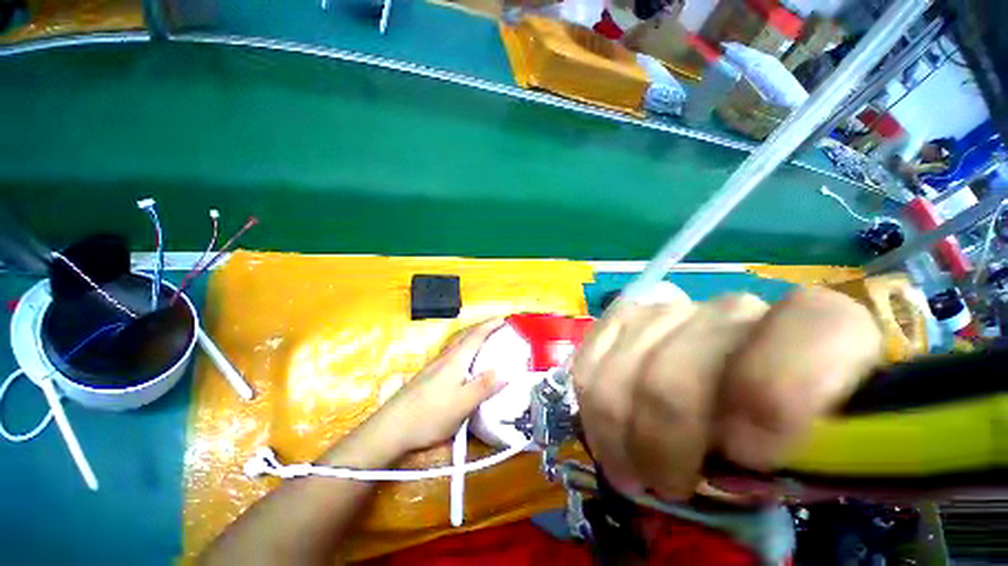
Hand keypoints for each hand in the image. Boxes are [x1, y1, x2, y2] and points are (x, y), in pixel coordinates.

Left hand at [362, 319, 506, 454]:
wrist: (390, 428)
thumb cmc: (429, 415)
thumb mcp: (462, 404)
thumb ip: (484, 387)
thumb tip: (506, 371)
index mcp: (456, 360)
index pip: (476, 335)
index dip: (490, 325)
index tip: (504, 318)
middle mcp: (445, 358)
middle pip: (465, 335)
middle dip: (481, 327)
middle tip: (496, 327)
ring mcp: (434, 366)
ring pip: (456, 344)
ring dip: (471, 337)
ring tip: (483, 341)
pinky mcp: (427, 376)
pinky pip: (451, 354)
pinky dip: (463, 350)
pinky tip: (463, 364)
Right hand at [571, 288, 882, 500]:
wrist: (736, 391)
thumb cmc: (788, 433)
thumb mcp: (821, 455)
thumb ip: (817, 458)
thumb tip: (745, 464)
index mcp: (818, 330)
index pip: (810, 328)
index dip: (775, 393)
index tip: (747, 456)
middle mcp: (733, 310)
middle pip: (679, 367)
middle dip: (662, 436)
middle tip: (665, 484)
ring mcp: (668, 310)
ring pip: (625, 361)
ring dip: (616, 422)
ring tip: (629, 465)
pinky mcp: (624, 318)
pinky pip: (592, 351)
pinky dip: (591, 394)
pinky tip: (603, 424)